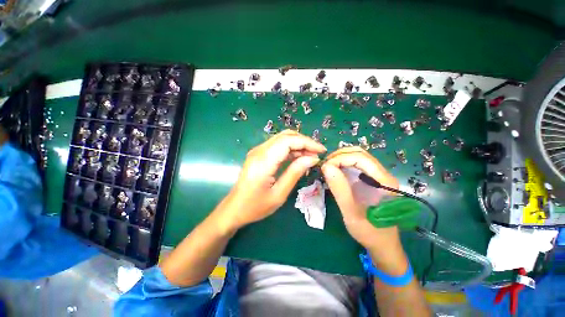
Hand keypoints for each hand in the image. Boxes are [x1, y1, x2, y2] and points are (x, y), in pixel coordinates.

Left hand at [219, 130, 325, 231]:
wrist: (234, 209)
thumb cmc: (255, 206)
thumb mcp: (279, 194)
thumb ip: (295, 173)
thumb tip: (313, 158)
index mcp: (264, 161)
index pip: (288, 141)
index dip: (307, 142)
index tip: (321, 150)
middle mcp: (259, 151)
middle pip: (285, 136)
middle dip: (304, 141)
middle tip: (317, 153)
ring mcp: (257, 151)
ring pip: (282, 139)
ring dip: (298, 144)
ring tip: (311, 156)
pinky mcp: (258, 154)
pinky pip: (277, 146)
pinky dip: (290, 149)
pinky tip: (298, 158)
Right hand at [321, 147, 399, 249]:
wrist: (383, 244)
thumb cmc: (369, 232)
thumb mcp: (351, 213)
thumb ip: (340, 190)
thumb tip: (326, 167)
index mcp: (384, 181)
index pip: (360, 158)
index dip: (340, 158)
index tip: (325, 168)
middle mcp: (383, 174)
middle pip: (360, 154)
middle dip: (339, 156)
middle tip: (324, 166)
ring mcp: (378, 176)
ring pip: (358, 157)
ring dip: (341, 158)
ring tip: (327, 167)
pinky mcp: (372, 179)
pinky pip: (357, 165)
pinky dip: (343, 164)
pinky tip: (335, 171)